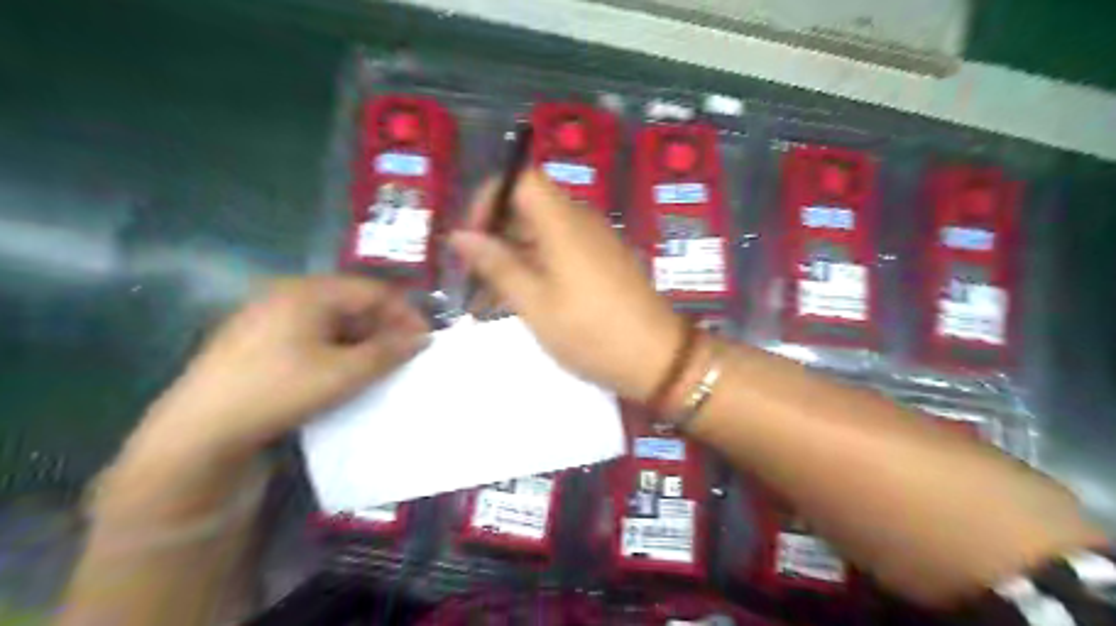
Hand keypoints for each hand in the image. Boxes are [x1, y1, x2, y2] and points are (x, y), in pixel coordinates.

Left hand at [132, 276, 427, 458]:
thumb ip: (388, 352)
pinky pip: (311, 335)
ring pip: (331, 320)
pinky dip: (337, 348)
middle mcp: (287, 295)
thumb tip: (422, 338)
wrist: (199, 432)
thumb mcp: (343, 373)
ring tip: (380, 365)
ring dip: (362, 339)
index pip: (372, 291)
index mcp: (308, 292)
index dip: (404, 313)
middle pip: (352, 303)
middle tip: (405, 354)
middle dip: (384, 327)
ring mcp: (268, 318)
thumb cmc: (279, 390)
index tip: (425, 340)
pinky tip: (344, 371)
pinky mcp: (257, 341)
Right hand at [447, 169, 685, 401]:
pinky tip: (524, 300)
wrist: (658, 359)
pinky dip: (537, 266)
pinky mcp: (605, 262)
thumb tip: (460, 235)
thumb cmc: (590, 331)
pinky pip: (562, 250)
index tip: (472, 237)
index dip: (490, 198)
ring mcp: (596, 242)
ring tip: (491, 297)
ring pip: (543, 233)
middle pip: (530, 206)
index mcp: (564, 222)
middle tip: (474, 275)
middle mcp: (582, 221)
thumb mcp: (534, 303)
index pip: (521, 178)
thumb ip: (497, 264)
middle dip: (496, 234)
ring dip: (514, 256)